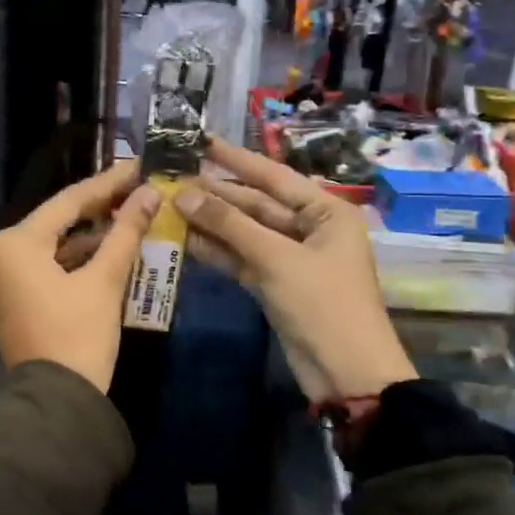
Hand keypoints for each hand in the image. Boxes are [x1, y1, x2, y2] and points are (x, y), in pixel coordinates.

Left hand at [0, 161, 159, 393]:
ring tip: (129, 217)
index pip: (68, 202)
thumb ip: (125, 232)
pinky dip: (76, 260)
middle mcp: (1, 255)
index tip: (136, 168)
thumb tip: (148, 194)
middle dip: (99, 209)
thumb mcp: (104, 280)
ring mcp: (3, 279)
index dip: (107, 184)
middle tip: (136, 190)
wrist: (56, 402)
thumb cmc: (78, 335)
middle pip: (58, 222)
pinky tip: (108, 251)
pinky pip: (47, 267)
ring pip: (54, 245)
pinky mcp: (13, 299)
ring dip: (90, 236)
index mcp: (16, 243)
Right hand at [174, 137, 415, 409]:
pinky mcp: (275, 283)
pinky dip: (217, 250)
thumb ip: (228, 224)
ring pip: (245, 231)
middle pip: (255, 204)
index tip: (199, 141)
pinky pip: (241, 258)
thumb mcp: (276, 258)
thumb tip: (182, 192)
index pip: (273, 176)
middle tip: (172, 177)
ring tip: (168, 204)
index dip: (234, 159)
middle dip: (215, 194)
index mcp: (325, 211)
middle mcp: (309, 228)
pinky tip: (184, 239)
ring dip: (210, 222)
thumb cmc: (323, 304)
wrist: (346, 374)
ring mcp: (290, 257)